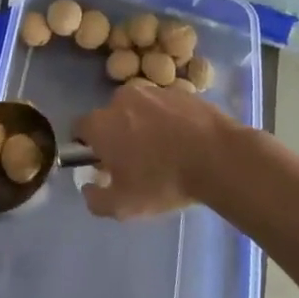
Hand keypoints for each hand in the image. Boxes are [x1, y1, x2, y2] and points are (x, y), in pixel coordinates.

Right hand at [74, 82, 238, 219]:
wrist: (219, 158)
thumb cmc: (164, 181)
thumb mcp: (123, 207)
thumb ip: (95, 199)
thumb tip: (88, 187)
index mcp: (101, 123)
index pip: (79, 129)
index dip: (87, 147)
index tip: (103, 164)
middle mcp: (120, 99)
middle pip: (109, 117)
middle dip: (116, 135)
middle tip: (136, 161)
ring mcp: (152, 91)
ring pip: (137, 109)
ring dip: (142, 124)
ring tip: (165, 150)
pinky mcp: (179, 90)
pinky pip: (163, 106)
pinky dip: (167, 119)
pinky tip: (184, 140)